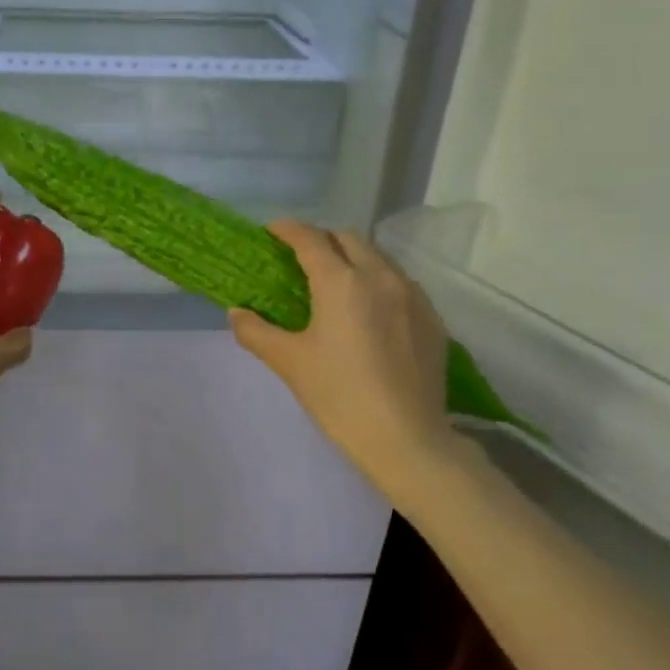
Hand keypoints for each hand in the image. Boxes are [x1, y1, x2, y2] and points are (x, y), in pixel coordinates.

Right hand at [229, 222, 462, 494]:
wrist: (406, 439)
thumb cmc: (339, 396)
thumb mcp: (289, 363)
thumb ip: (255, 331)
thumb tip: (236, 312)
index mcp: (341, 282)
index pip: (310, 239)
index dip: (287, 229)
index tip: (271, 232)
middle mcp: (380, 276)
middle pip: (348, 239)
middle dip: (322, 240)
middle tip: (301, 260)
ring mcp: (413, 296)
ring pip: (379, 257)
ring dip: (353, 258)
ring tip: (336, 283)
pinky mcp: (433, 318)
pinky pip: (401, 283)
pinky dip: (378, 282)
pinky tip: (369, 312)